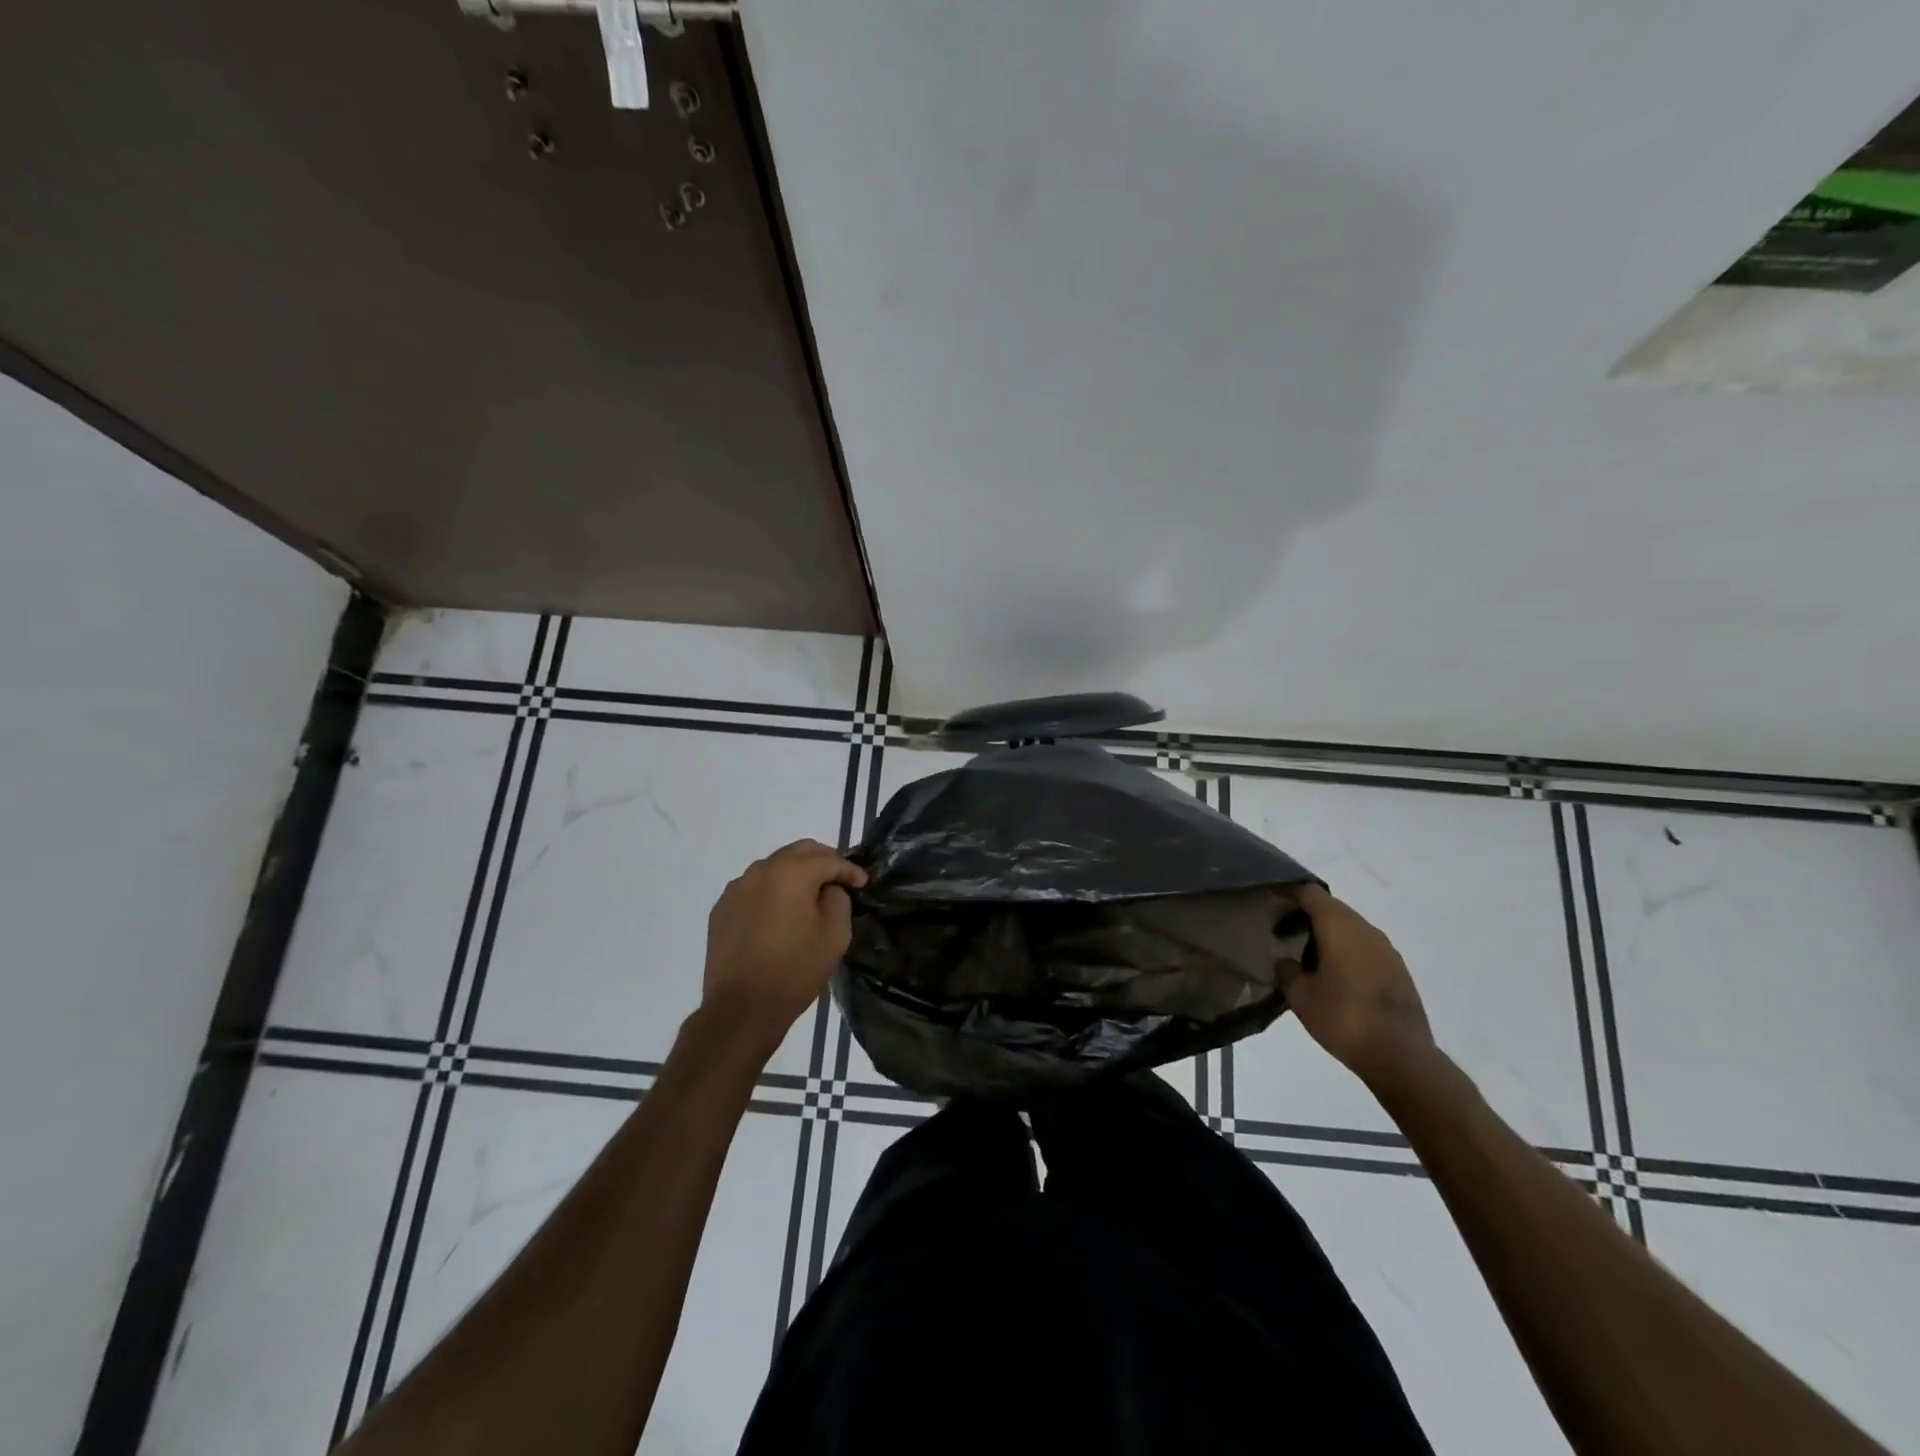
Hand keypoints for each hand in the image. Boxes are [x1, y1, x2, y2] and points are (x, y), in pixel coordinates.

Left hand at [701, 840, 866, 1054]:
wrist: (741, 1008)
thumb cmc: (795, 970)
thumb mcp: (834, 936)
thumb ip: (838, 900)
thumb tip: (829, 889)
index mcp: (791, 873)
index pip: (828, 860)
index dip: (849, 869)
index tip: (862, 882)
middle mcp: (761, 871)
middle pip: (798, 852)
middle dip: (823, 860)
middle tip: (839, 878)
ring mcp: (737, 888)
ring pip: (773, 867)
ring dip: (795, 873)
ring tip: (809, 894)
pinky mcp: (722, 908)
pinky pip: (753, 888)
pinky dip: (771, 891)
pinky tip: (779, 912)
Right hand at [1285, 884, 1435, 1088]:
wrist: (1401, 1057)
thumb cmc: (1343, 1018)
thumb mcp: (1300, 996)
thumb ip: (1287, 971)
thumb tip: (1287, 962)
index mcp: (1339, 927)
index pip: (1311, 893)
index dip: (1290, 891)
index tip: (1271, 897)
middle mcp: (1365, 930)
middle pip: (1332, 908)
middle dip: (1306, 913)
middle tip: (1282, 929)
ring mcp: (1386, 950)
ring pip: (1351, 928)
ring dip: (1328, 933)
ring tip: (1306, 954)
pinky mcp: (1398, 971)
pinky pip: (1365, 947)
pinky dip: (1345, 950)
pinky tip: (1334, 974)